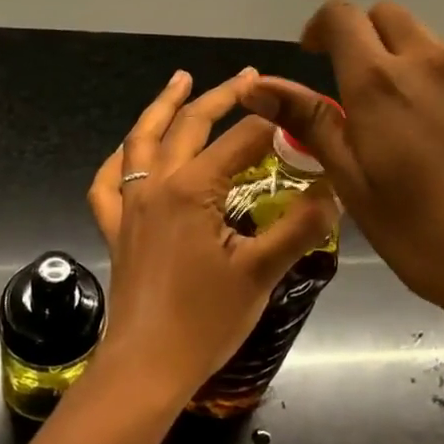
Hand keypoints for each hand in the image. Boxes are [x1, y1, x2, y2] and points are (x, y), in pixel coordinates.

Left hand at [85, 69, 336, 407]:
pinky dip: (120, 157)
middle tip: (249, 77)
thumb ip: (300, 226)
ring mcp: (130, 204)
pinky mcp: (116, 227)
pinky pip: (109, 181)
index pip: (240, 140)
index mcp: (192, 188)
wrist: (146, 367)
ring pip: (142, 140)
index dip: (273, 125)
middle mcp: (157, 184)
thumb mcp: (262, 273)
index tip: (299, 117)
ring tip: (181, 80)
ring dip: (163, 106)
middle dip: (222, 96)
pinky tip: (129, 150)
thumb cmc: (205, 321)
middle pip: (189, 125)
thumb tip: (334, 190)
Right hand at [241, 0, 443, 359]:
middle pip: (388, 15)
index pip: (341, 16)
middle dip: (364, 37)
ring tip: (410, 124)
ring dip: (407, 62)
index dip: (320, 27)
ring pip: (430, 43)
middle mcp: (431, 61)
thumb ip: (309, 123)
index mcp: (381, 82)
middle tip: (359, 90)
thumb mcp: (355, 185)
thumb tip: (256, 87)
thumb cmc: (427, 237)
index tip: (314, 56)